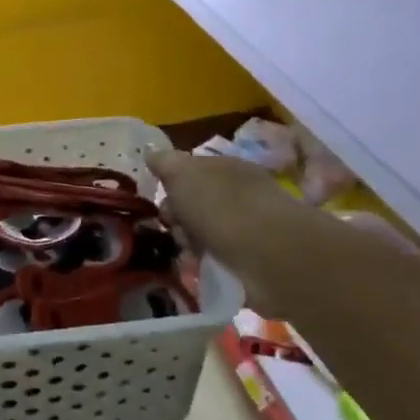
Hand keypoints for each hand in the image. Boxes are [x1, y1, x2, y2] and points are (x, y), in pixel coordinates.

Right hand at [147, 148, 315, 306]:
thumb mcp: (182, 174)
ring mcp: (249, 229)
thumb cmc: (220, 206)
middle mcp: (240, 195)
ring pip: (203, 234)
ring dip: (190, 243)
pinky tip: (201, 267)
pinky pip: (217, 260)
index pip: (193, 172)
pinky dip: (206, 264)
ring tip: (190, 253)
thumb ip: (165, 162)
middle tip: (174, 228)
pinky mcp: (253, 262)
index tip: (161, 199)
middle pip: (195, 205)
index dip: (172, 185)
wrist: (268, 255)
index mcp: (227, 168)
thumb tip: (150, 151)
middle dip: (178, 219)